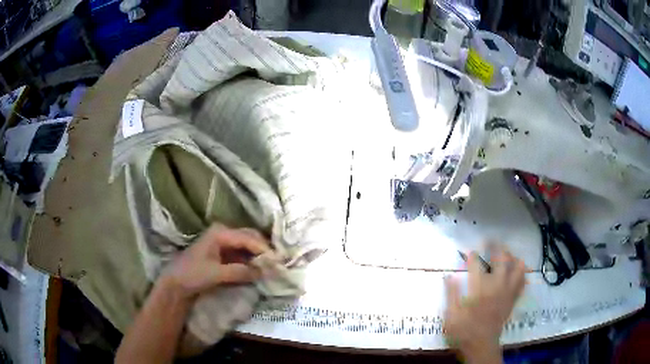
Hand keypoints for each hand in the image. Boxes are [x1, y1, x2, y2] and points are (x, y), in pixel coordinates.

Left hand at [160, 224, 271, 300]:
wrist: (176, 283)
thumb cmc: (192, 274)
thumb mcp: (216, 274)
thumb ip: (240, 272)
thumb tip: (265, 271)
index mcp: (220, 233)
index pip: (248, 238)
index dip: (264, 249)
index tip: (279, 261)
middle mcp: (223, 233)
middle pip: (250, 237)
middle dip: (264, 249)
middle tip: (278, 263)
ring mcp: (223, 242)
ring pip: (248, 245)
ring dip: (259, 255)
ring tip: (272, 266)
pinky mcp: (223, 252)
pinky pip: (242, 253)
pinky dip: (252, 260)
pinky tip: (260, 268)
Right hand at [444, 245, 525, 362]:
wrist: (481, 346)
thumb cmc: (463, 331)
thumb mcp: (450, 316)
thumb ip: (451, 295)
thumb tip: (448, 276)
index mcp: (479, 290)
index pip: (476, 266)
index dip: (473, 256)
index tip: (470, 251)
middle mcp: (496, 287)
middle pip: (501, 260)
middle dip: (496, 247)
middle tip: (491, 240)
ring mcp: (507, 292)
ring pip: (516, 267)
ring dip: (512, 257)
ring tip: (506, 253)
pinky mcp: (512, 299)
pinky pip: (522, 282)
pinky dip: (521, 273)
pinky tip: (518, 269)